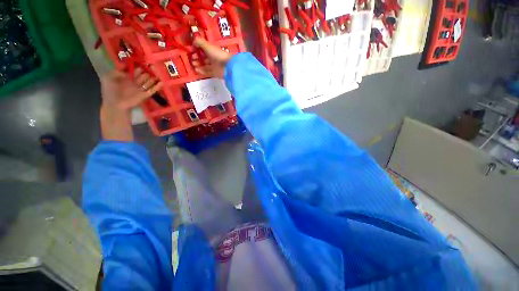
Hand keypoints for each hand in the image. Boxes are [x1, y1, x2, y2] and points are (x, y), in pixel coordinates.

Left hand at [100, 69, 161, 140]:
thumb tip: (128, 68)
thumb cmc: (109, 91)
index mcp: (126, 78)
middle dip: (147, 71)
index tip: (144, 61)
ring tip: (158, 72)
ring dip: (153, 77)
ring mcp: (140, 89)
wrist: (115, 104)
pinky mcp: (145, 95)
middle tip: (153, 66)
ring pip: (149, 81)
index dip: (139, 66)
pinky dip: (158, 86)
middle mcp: (134, 82)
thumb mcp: (108, 77)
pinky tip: (162, 82)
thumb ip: (117, 71)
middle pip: (143, 75)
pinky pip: (153, 90)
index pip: (135, 70)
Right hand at [191, 37, 232, 77]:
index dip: (197, 49)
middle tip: (192, 59)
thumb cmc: (217, 55)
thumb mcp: (208, 46)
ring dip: (198, 65)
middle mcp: (213, 57)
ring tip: (193, 65)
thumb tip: (193, 41)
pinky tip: (196, 70)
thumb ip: (199, 42)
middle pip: (203, 57)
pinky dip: (201, 71)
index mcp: (212, 50)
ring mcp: (214, 66)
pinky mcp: (215, 73)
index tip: (191, 50)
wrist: (227, 67)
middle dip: (196, 58)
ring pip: (205, 65)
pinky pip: (207, 72)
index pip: (203, 49)